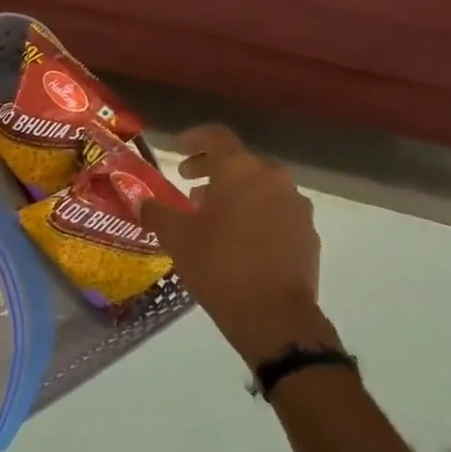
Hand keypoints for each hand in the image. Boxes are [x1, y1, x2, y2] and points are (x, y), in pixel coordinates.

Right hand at [141, 125, 338, 367]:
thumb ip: (157, 212)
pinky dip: (256, 214)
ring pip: (262, 187)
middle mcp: (273, 179)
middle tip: (189, 184)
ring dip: (236, 193)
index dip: (194, 138)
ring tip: (213, 216)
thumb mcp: (176, 237)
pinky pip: (277, 211)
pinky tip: (239, 239)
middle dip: (213, 169)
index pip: (216, 136)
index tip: (177, 149)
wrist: (273, 314)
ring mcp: (296, 206)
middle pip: (241, 161)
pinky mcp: (308, 233)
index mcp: (240, 171)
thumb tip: (142, 202)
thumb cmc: (218, 265)